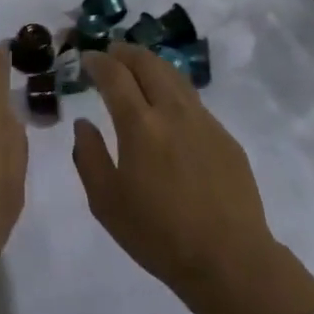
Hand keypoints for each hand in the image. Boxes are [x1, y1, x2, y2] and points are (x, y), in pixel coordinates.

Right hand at [73, 46, 313, 313]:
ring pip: (175, 77)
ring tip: (138, 68)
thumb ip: (88, 156)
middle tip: (111, 53)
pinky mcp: (225, 138)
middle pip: (148, 64)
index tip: (87, 59)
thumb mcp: (106, 202)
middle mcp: (173, 111)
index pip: (115, 75)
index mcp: (140, 124)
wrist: (229, 260)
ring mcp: (204, 122)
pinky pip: (194, 101)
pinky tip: (169, 107)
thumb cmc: (158, 235)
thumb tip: (83, 124)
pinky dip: (173, 90)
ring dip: (152, 65)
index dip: (98, 61)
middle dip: (126, 52)